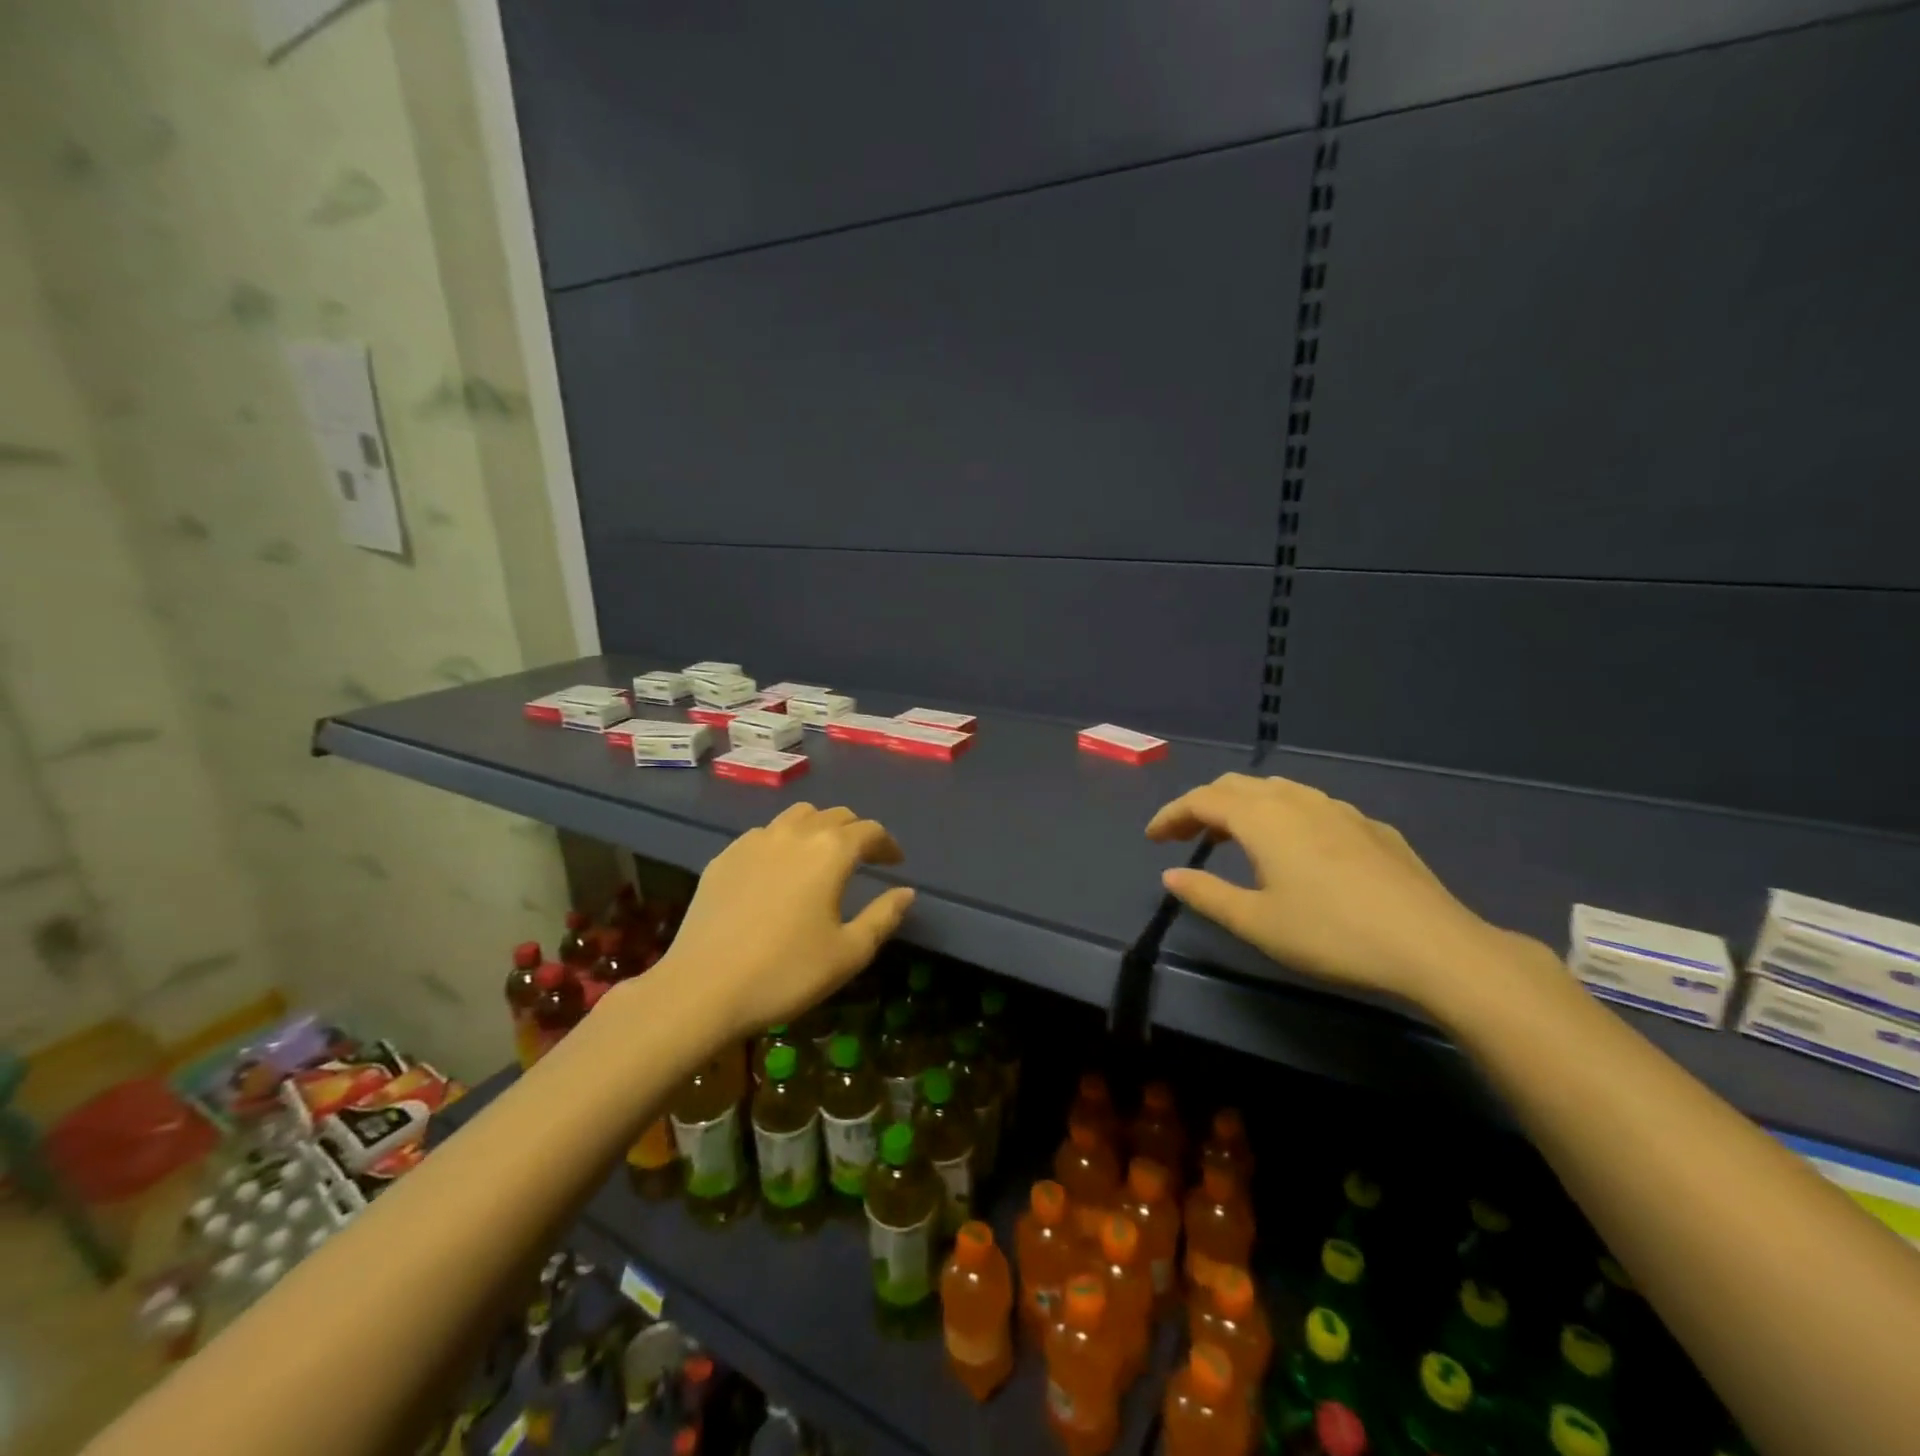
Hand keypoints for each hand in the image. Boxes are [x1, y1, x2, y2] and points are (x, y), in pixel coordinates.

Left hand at [659, 802, 914, 1038]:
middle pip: (834, 816)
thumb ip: (883, 917)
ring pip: (796, 817)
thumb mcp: (848, 953)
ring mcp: (753, 841)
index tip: (895, 862)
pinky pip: (763, 835)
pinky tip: (778, 871)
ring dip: (818, 829)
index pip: (869, 831)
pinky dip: (782, 842)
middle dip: (855, 832)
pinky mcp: (724, 857)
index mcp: (830, 851)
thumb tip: (906, 892)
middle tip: (864, 857)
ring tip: (821, 856)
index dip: (887, 845)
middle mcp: (794, 833)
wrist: (702, 989)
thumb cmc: (786, 973)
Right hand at [1146, 774, 1502, 1007]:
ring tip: (1233, 839)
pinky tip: (1297, 851)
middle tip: (1185, 836)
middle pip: (1237, 786)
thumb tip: (1170, 876)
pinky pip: (1313, 807)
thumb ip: (1207, 894)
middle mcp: (1297, 801)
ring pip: (1278, 790)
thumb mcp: (1257, 922)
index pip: (1202, 800)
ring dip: (1244, 807)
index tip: (1152, 838)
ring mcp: (1340, 810)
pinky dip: (1284, 817)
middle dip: (1204, 805)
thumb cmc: (1331, 934)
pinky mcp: (1372, 828)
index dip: (1171, 815)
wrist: (1433, 946)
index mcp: (1263, 818)